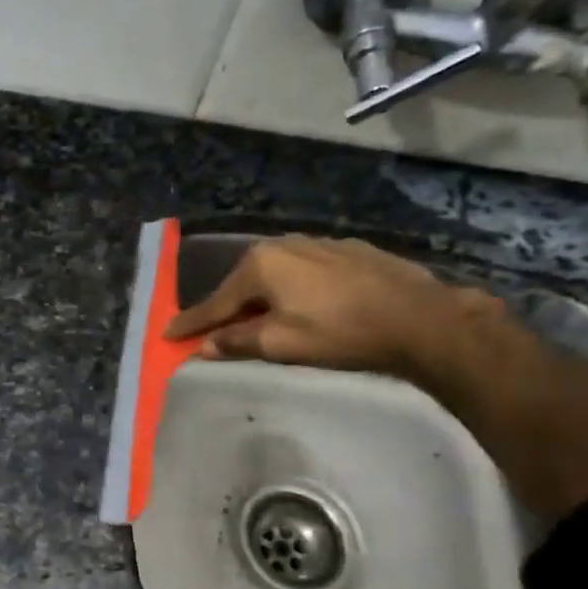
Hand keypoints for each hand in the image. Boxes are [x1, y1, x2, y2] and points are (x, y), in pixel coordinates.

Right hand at [164, 236, 493, 378]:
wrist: (420, 318)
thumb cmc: (342, 333)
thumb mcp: (282, 344)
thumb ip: (238, 342)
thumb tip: (205, 346)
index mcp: (261, 265)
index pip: (216, 302)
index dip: (191, 323)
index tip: (167, 335)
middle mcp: (283, 244)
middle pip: (244, 284)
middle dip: (228, 309)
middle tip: (215, 332)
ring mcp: (318, 243)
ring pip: (275, 274)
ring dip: (262, 297)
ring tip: (260, 320)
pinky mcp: (347, 250)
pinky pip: (304, 271)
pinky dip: (293, 289)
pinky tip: (304, 304)